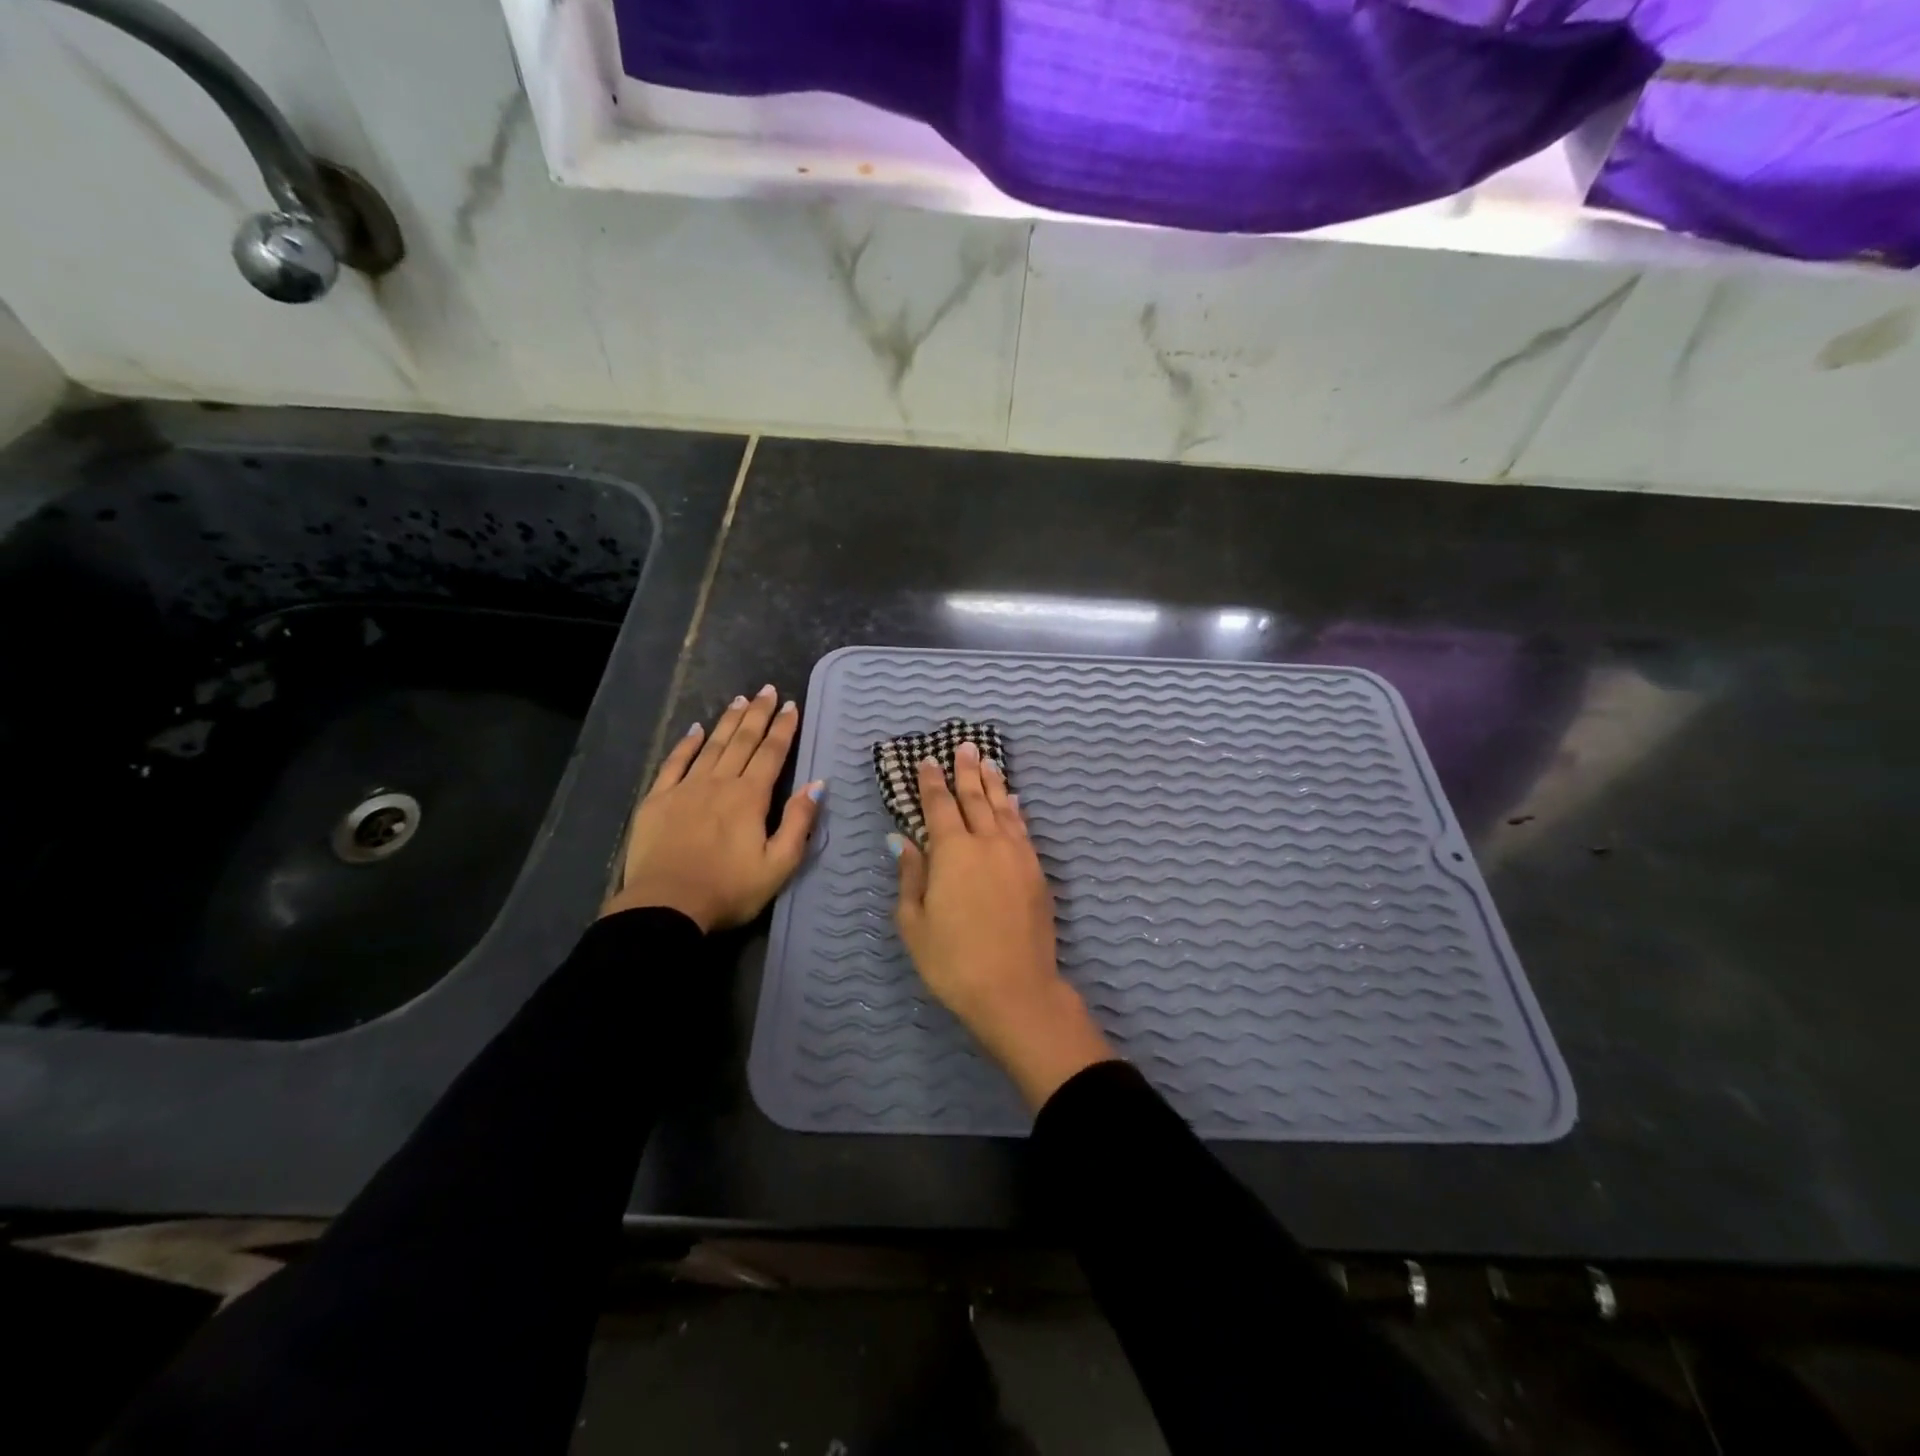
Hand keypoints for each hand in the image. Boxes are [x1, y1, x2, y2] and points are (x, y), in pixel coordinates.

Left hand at [603, 685, 822, 932]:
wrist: (666, 906)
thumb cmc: (729, 890)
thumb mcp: (779, 865)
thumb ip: (798, 822)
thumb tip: (817, 784)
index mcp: (751, 797)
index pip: (772, 754)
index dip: (784, 728)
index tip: (791, 705)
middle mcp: (720, 783)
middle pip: (743, 741)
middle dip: (758, 714)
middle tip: (767, 690)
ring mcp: (686, 788)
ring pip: (711, 746)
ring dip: (728, 722)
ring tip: (740, 700)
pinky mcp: (658, 799)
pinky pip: (674, 763)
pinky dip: (686, 744)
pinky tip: (694, 729)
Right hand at [892, 742, 1114, 1109]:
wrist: (1015, 990)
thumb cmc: (953, 961)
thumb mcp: (915, 923)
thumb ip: (911, 876)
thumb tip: (902, 841)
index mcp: (953, 851)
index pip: (939, 806)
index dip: (932, 781)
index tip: (928, 760)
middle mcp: (987, 843)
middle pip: (975, 798)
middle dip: (967, 771)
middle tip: (965, 746)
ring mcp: (1017, 855)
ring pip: (1003, 809)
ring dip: (994, 784)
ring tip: (988, 762)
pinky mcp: (1037, 872)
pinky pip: (1023, 829)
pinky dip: (1015, 811)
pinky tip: (1014, 802)